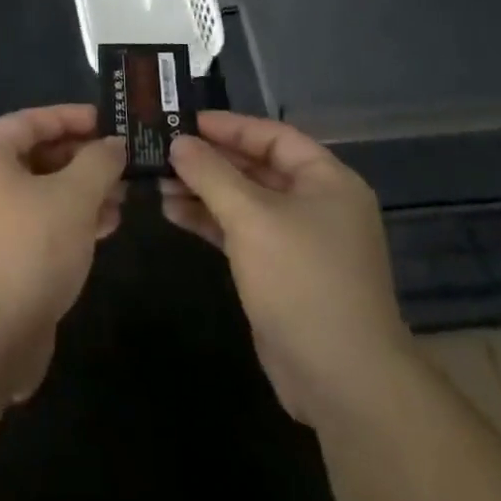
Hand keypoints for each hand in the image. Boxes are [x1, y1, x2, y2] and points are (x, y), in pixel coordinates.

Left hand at [0, 105, 125, 402]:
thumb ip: (98, 162)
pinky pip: (38, 225)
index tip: (110, 122)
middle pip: (36, 156)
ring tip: (123, 197)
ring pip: (41, 193)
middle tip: (123, 163)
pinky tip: (105, 227)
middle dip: (82, 159)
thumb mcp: (73, 197)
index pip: (30, 120)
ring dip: (82, 192)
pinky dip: (70, 221)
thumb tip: (113, 145)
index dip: (71, 117)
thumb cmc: (27, 250)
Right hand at [164, 112, 413, 428]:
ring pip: (245, 201)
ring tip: (158, 183)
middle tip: (163, 150)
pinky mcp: (281, 272)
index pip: (273, 136)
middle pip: (256, 167)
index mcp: (326, 181)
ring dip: (203, 191)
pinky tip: (174, 213)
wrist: (342, 379)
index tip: (185, 121)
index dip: (229, 126)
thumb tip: (178, 142)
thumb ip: (211, 174)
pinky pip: (241, 232)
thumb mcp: (251, 217)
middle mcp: (316, 204)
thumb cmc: (301, 280)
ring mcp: (299, 241)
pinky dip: (210, 221)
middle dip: (210, 160)